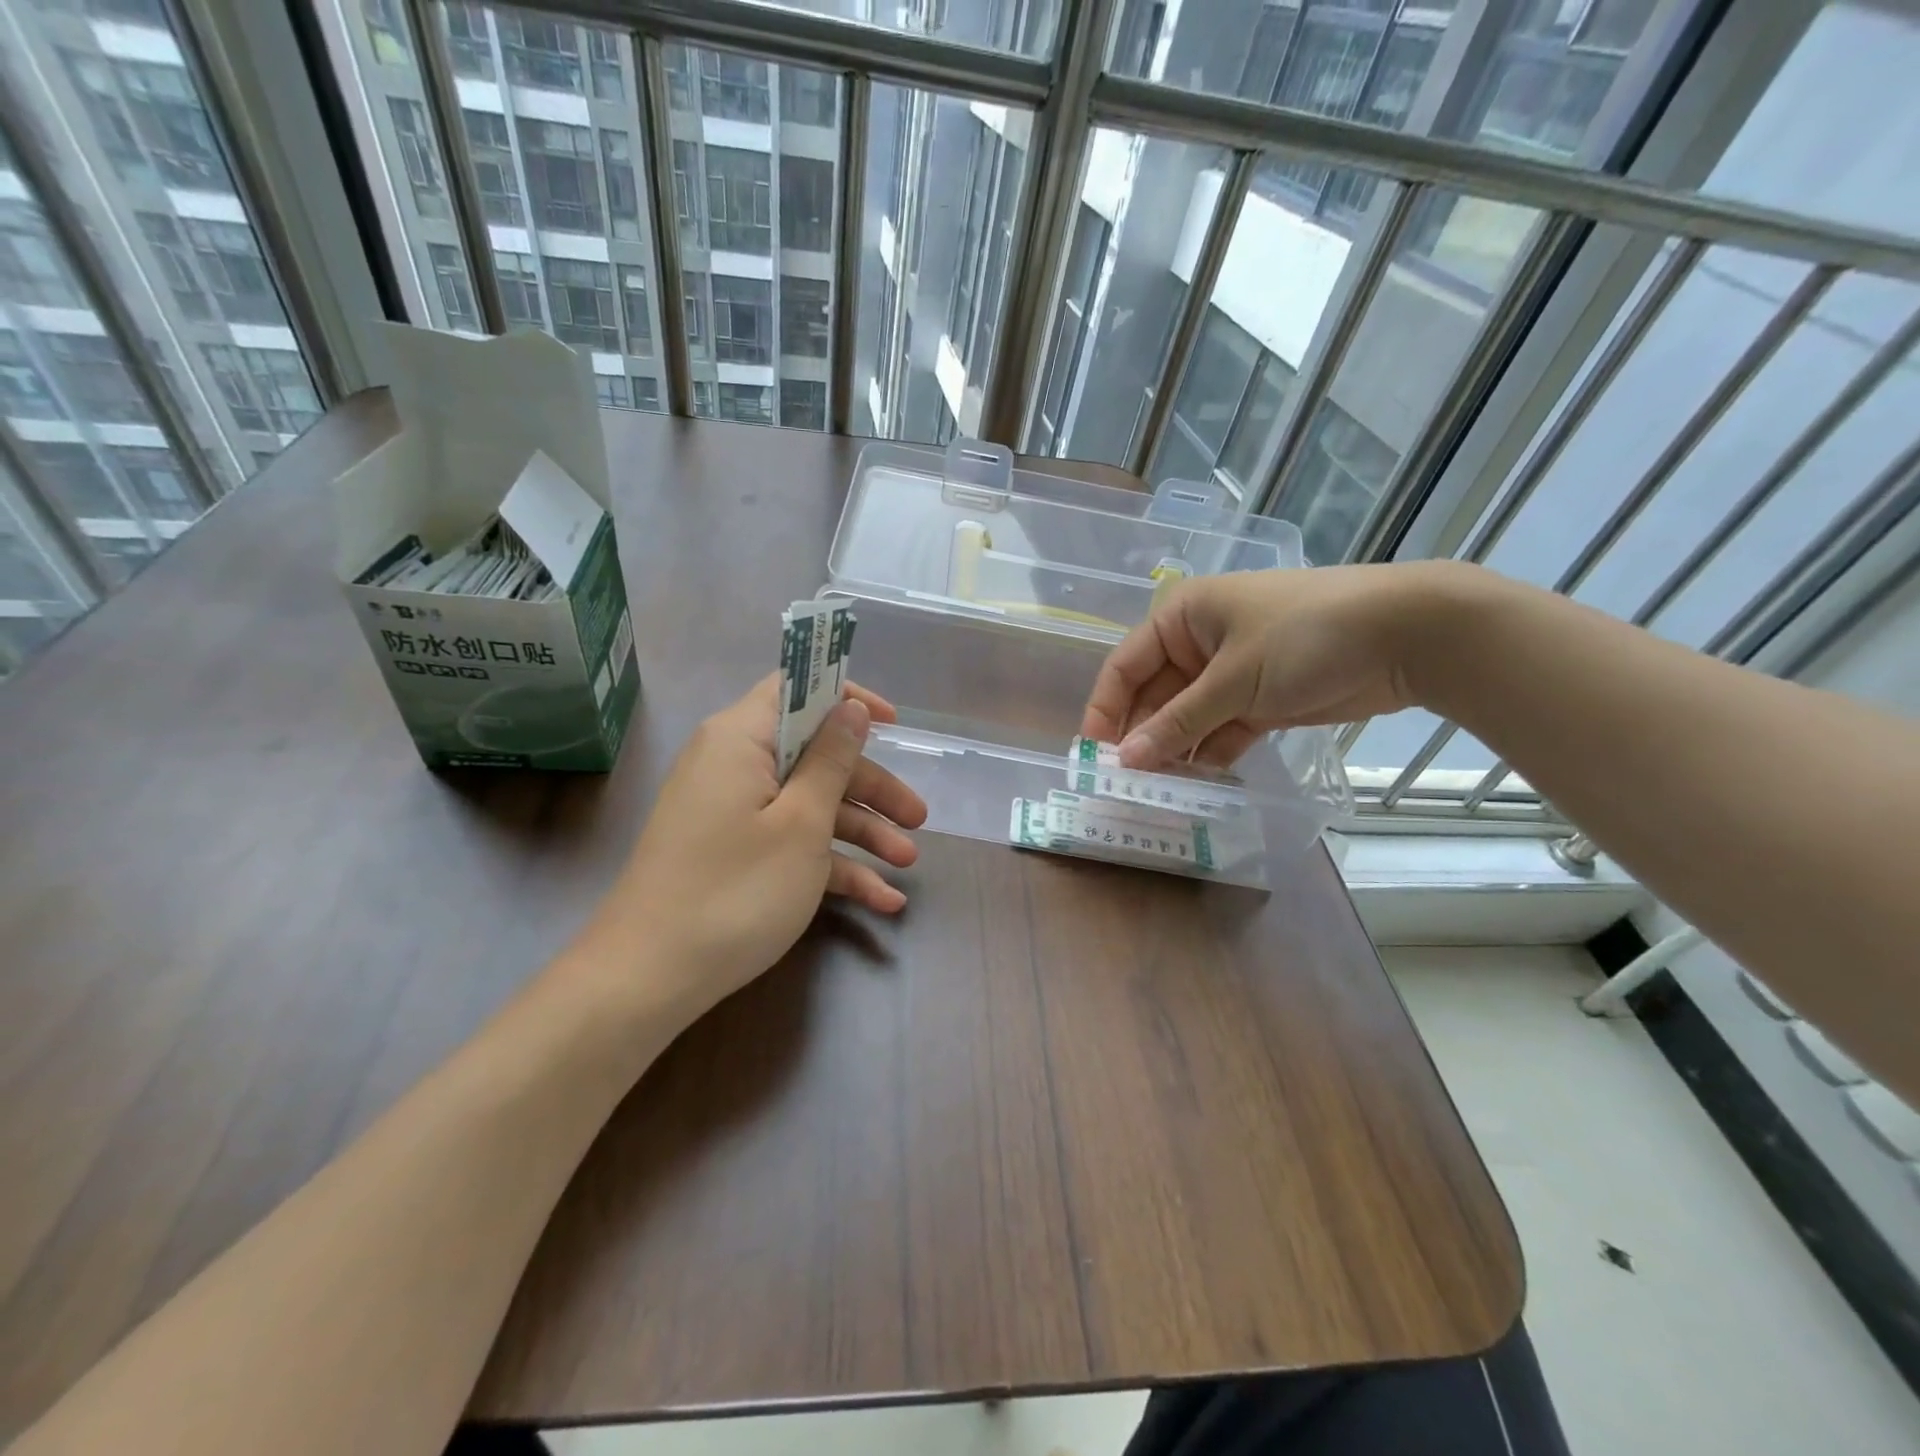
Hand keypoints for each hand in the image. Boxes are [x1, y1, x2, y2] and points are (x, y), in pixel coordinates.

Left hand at [587, 676, 926, 1019]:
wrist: (647, 979)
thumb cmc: (735, 889)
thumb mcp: (801, 823)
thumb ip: (832, 760)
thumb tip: (850, 708)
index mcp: (742, 739)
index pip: (795, 688)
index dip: (846, 697)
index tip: (893, 723)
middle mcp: (733, 765)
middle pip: (813, 756)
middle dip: (871, 787)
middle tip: (918, 818)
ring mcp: (731, 812)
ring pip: (807, 804)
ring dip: (860, 832)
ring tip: (907, 864)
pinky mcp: (732, 853)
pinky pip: (788, 843)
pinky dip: (830, 865)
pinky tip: (880, 899)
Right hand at [1082, 563, 1453, 769]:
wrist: (1406, 636)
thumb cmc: (1305, 637)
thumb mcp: (1233, 679)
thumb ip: (1179, 722)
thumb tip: (1126, 761)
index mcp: (1181, 617)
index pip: (1124, 666)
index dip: (1105, 709)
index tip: (1093, 755)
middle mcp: (1198, 643)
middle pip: (1153, 696)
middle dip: (1141, 737)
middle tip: (1124, 785)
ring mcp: (1230, 673)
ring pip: (1186, 718)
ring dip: (1174, 752)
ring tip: (1155, 794)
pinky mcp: (1260, 700)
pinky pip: (1219, 731)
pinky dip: (1209, 755)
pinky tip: (1195, 786)